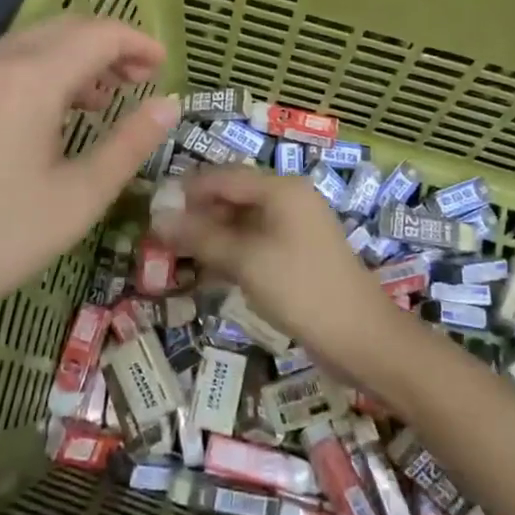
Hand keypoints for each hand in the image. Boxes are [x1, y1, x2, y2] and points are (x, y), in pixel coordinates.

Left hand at [0, 17, 179, 324]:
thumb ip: (129, 144)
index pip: (98, 35)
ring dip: (77, 56)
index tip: (166, 66)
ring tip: (105, 99)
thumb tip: (170, 104)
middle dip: (110, 45)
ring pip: (35, 42)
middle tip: (142, 81)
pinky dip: (44, 69)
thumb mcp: (79, 197)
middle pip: (66, 28)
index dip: (137, 43)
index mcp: (31, 79)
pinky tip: (56, 112)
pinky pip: (9, 61)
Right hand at [158, 166, 398, 362]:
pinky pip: (255, 244)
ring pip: (242, 223)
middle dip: (197, 215)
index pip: (223, 176)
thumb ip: (200, 237)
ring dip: (211, 238)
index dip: (186, 190)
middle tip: (160, 238)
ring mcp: (295, 229)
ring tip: (176, 258)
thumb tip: (157, 218)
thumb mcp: (245, 260)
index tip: (152, 209)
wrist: (361, 338)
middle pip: (233, 197)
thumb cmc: (300, 289)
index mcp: (281, 189)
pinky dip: (231, 254)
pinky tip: (207, 275)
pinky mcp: (297, 255)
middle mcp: (289, 200)